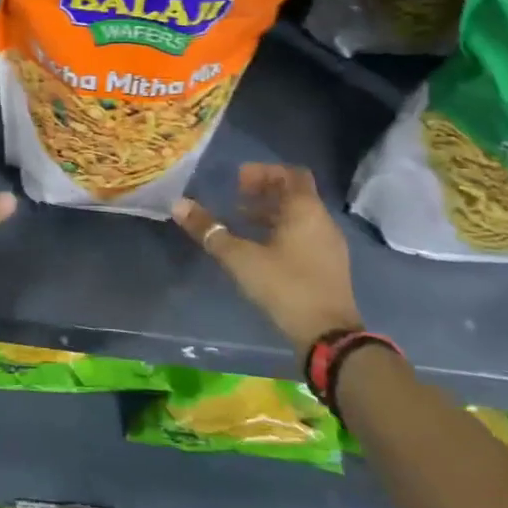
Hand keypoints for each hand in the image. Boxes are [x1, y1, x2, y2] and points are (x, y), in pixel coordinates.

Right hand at [172, 164, 360, 349]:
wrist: (328, 336)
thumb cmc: (285, 286)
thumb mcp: (240, 258)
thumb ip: (209, 230)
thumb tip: (178, 204)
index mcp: (305, 210)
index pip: (290, 174)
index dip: (264, 172)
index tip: (238, 181)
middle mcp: (322, 221)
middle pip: (295, 193)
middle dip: (265, 191)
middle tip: (236, 198)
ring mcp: (329, 244)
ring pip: (300, 216)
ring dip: (272, 213)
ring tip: (242, 222)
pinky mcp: (329, 266)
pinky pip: (305, 235)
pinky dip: (282, 231)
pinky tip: (261, 249)